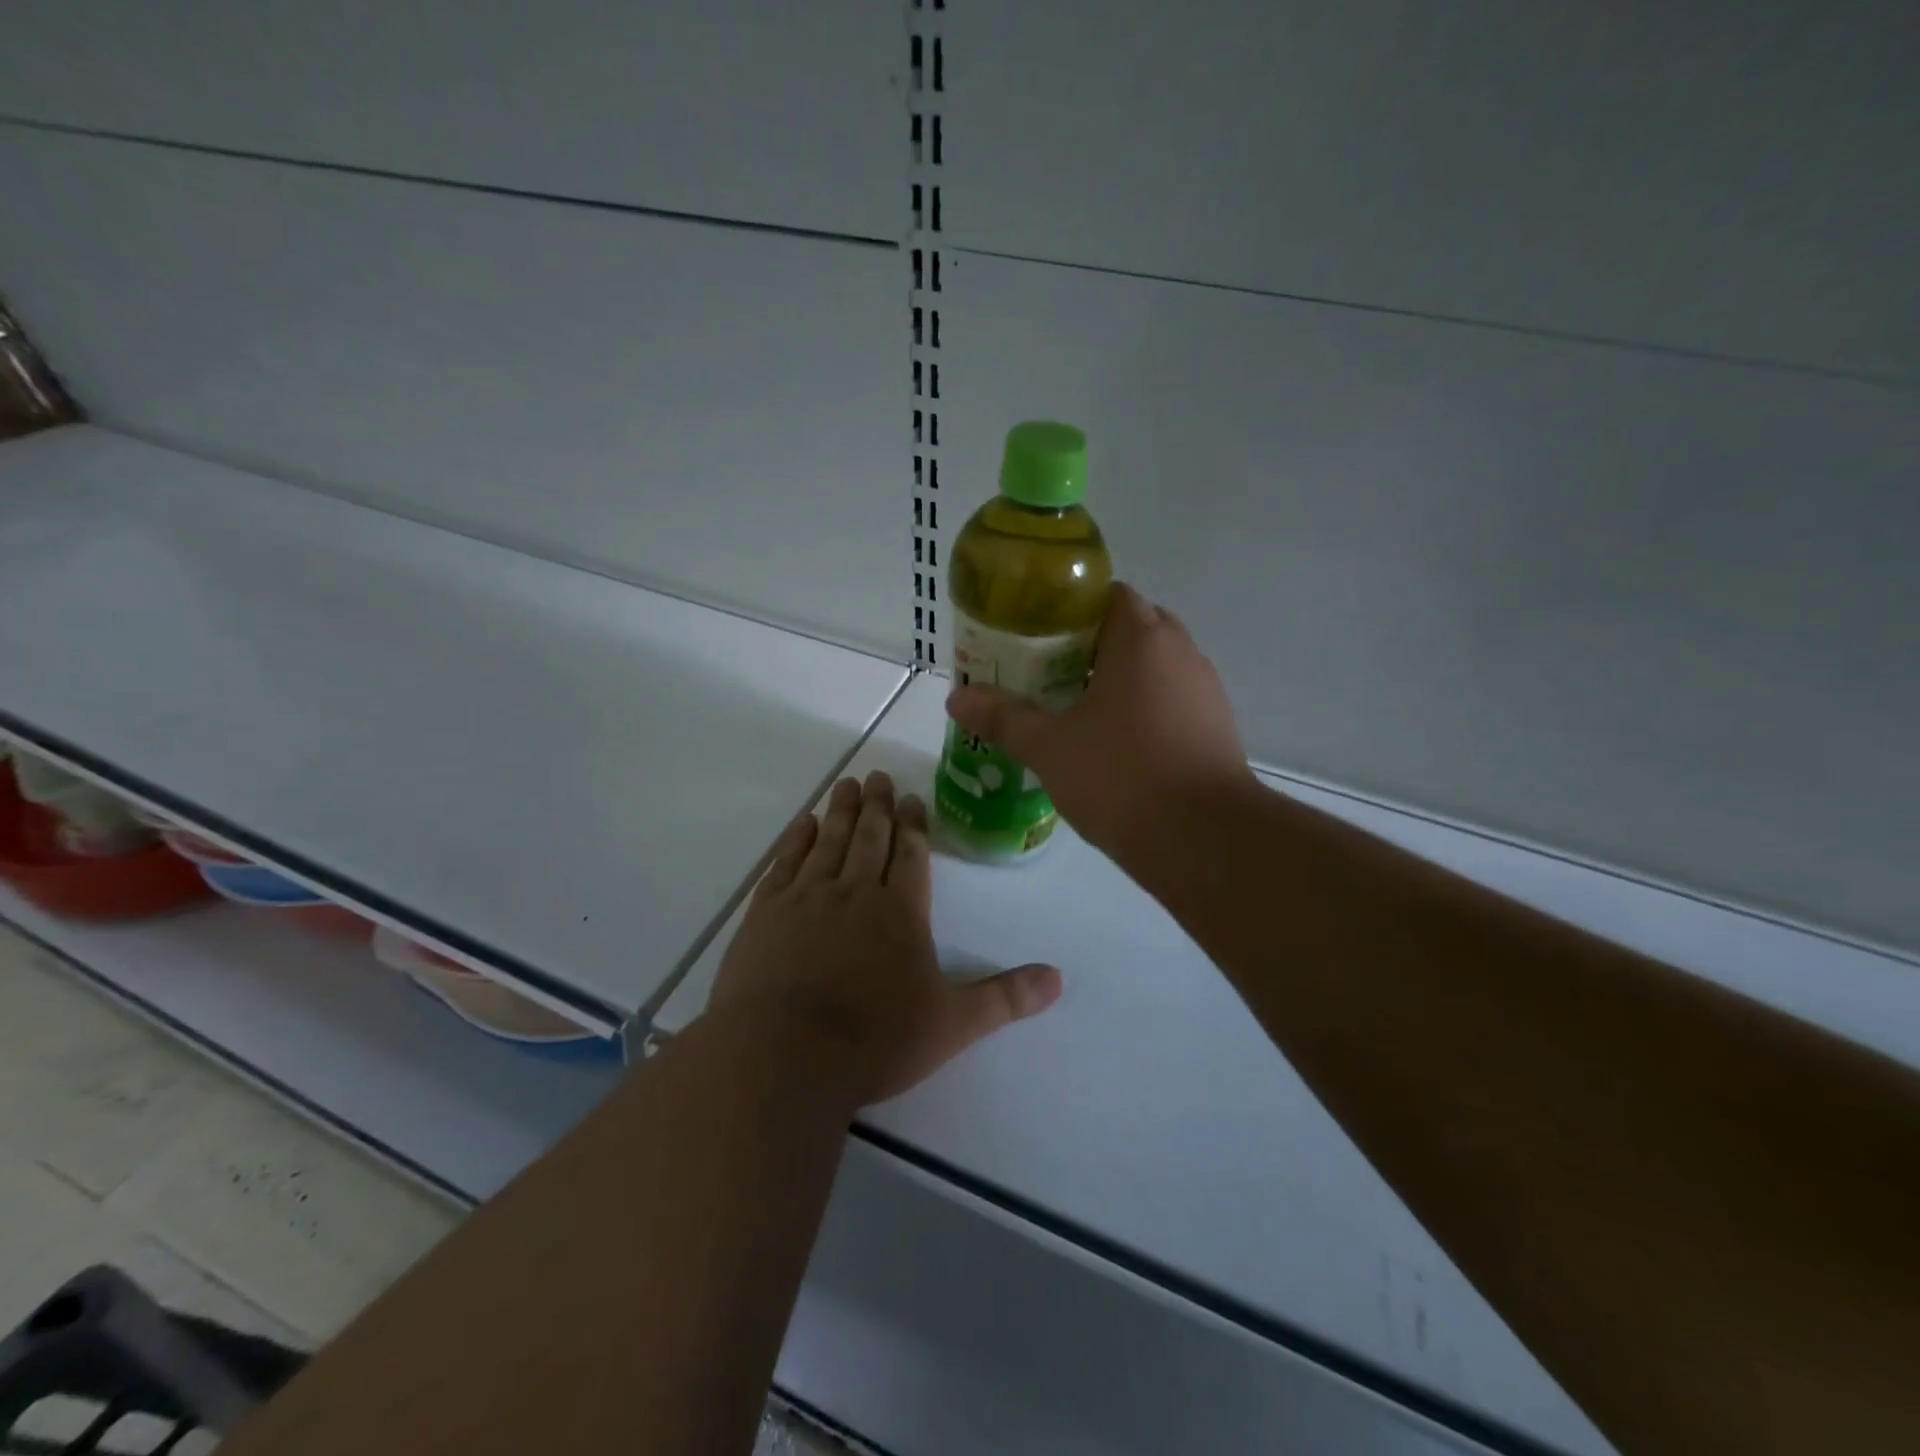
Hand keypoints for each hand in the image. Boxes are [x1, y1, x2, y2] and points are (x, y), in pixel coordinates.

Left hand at [708, 771, 1061, 1105]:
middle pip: (870, 837)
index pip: (911, 855)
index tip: (911, 798)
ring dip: (840, 811)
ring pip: (830, 841)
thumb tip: (1058, 979)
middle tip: (878, 776)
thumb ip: (1004, 998)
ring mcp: (807, 898)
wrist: (784, 1055)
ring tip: (847, 784)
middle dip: (877, 805)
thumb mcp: (952, 1024)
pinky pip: (785, 862)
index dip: (914, 825)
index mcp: (901, 911)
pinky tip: (803, 824)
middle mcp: (855, 892)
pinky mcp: (766, 912)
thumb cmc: (875, 1040)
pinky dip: (796, 839)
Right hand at [946, 582, 1253, 858]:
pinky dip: (1147, 708)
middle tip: (1052, 672)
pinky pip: (1175, 699)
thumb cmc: (1120, 776)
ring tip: (1080, 710)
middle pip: (1136, 627)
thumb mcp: (1049, 747)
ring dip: (1124, 678)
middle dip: (1096, 644)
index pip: (1110, 595)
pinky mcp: (1218, 727)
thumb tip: (955, 699)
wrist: (1204, 840)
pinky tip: (1119, 745)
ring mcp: (1206, 690)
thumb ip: (1003, 718)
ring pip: (1159, 666)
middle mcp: (1181, 652)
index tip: (1041, 636)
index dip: (1073, 609)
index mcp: (1140, 639)